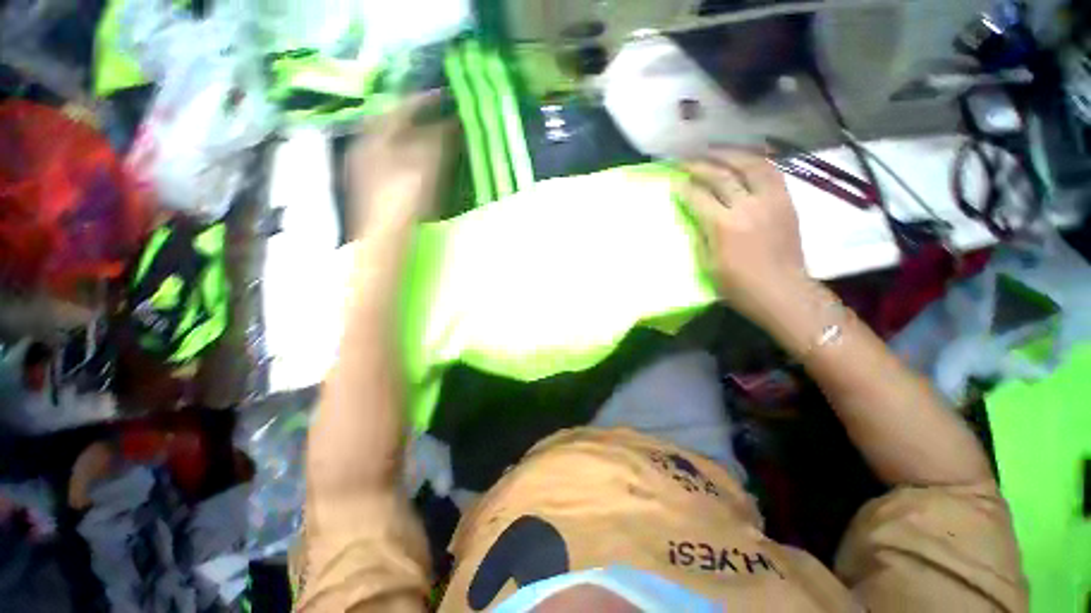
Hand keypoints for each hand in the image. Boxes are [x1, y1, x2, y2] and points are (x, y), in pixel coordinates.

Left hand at [346, 90, 459, 234]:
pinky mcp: (373, 190)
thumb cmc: (405, 195)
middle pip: (395, 126)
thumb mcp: (426, 162)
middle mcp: (365, 147)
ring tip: (437, 144)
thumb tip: (456, 120)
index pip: (402, 107)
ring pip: (394, 147)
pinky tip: (422, 169)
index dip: (426, 100)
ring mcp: (366, 171)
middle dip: (420, 121)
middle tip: (444, 121)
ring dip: (416, 141)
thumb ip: (441, 137)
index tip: (447, 97)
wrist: (386, 238)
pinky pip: (393, 165)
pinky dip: (411, 160)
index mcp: (374, 135)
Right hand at [681, 149, 807, 322]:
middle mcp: (747, 206)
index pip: (699, 197)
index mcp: (724, 226)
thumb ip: (701, 235)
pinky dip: (756, 160)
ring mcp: (770, 200)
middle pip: (721, 175)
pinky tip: (744, 157)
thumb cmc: (739, 286)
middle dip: (700, 165)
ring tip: (713, 151)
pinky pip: (771, 171)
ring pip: (749, 165)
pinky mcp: (786, 201)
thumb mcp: (708, 265)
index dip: (684, 187)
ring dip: (728, 154)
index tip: (674, 181)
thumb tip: (694, 215)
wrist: (783, 291)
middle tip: (685, 160)